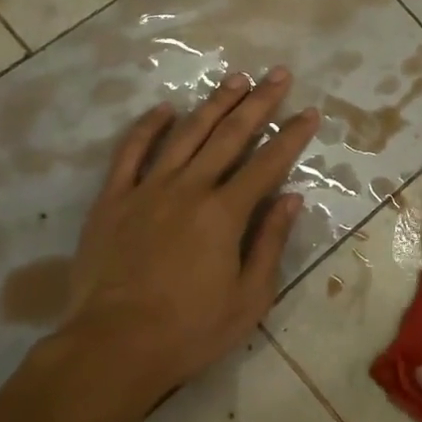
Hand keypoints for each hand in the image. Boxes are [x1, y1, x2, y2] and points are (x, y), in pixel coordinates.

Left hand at [47, 69, 318, 413]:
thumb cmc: (190, 330)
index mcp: (225, 213)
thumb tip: (291, 199)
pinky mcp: (112, 200)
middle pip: (230, 135)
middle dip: (259, 102)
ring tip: (235, 79)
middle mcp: (189, 188)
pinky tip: (164, 109)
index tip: (309, 111)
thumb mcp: (249, 297)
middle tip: (277, 74)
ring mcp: (147, 190)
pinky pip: (130, 153)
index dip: (292, 135)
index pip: (268, 163)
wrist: (112, 347)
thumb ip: (270, 242)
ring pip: (185, 134)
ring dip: (213, 104)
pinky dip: (148, 127)